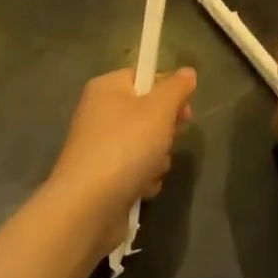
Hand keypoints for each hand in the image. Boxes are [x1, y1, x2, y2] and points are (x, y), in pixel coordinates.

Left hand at [46, 68, 196, 240]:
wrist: (89, 204)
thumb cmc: (126, 145)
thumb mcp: (159, 109)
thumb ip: (176, 88)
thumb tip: (188, 72)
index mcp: (106, 88)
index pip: (143, 78)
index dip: (167, 92)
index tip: (185, 110)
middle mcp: (99, 114)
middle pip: (147, 114)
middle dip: (164, 132)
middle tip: (167, 141)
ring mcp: (100, 148)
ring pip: (145, 146)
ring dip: (157, 159)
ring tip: (151, 169)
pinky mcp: (103, 177)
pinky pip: (135, 171)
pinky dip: (143, 179)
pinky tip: (141, 188)